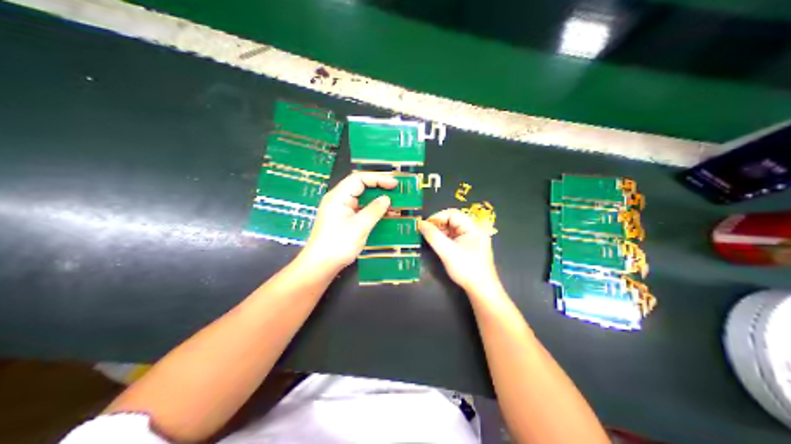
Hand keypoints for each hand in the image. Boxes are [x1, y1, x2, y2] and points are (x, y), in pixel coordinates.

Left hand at [301, 171, 394, 271]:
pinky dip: (372, 210)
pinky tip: (385, 215)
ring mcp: (340, 210)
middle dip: (379, 187)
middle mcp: (338, 199)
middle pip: (360, 186)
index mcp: (338, 196)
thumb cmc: (338, 244)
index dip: (378, 178)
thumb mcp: (359, 227)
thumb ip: (374, 210)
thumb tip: (386, 199)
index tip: (394, 184)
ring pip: (361, 198)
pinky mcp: (343, 220)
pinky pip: (360, 210)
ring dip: (377, 200)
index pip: (359, 178)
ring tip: (395, 203)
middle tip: (397, 191)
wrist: (320, 265)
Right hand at [420, 208, 499, 292]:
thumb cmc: (467, 269)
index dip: (437, 217)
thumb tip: (421, 224)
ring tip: (429, 240)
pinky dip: (444, 239)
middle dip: (437, 225)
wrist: (481, 288)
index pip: (452, 214)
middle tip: (425, 233)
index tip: (424, 226)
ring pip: (452, 229)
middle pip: (452, 220)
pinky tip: (437, 245)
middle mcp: (473, 230)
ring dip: (440, 232)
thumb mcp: (447, 252)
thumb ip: (433, 236)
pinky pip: (454, 237)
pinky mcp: (468, 247)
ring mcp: (471, 239)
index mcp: (473, 227)